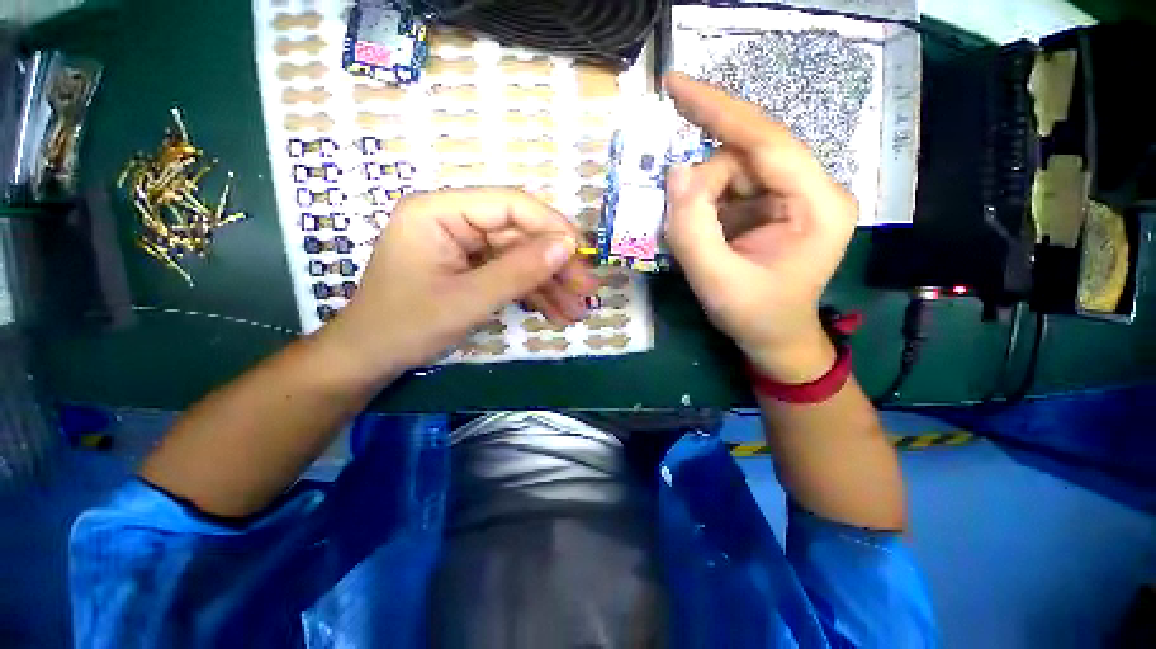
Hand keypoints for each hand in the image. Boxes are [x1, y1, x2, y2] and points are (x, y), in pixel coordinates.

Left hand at [320, 188, 597, 379]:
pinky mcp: (471, 268)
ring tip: (576, 311)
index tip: (582, 254)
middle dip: (555, 265)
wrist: (371, 358)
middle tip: (587, 290)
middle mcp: (454, 221)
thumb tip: (567, 246)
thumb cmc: (406, 326)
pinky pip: (509, 274)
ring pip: (520, 257)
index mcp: (440, 212)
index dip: (551, 226)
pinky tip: (556, 312)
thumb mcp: (468, 300)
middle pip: (520, 234)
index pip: (509, 204)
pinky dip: (533, 294)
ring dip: (550, 285)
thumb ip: (519, 271)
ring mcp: (464, 246)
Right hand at [663, 72, 857, 382]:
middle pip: (745, 157)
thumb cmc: (754, 316)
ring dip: (702, 200)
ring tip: (698, 239)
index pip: (766, 140)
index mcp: (816, 204)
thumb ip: (692, 229)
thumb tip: (676, 172)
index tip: (675, 85)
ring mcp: (790, 197)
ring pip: (733, 172)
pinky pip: (730, 189)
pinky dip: (705, 206)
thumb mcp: (716, 281)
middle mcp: (810, 190)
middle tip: (680, 217)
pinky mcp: (771, 207)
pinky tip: (703, 233)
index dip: (718, 110)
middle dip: (703, 185)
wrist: (774, 337)